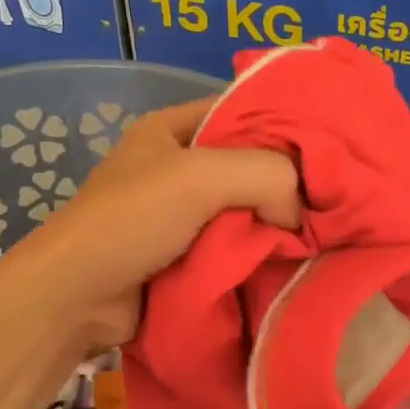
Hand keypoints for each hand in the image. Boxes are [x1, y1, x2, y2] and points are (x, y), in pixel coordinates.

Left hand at [0, 97, 300, 349]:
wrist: (76, 297)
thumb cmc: (132, 220)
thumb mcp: (201, 177)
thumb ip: (266, 176)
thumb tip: (300, 214)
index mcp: (171, 129)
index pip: (241, 111)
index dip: (285, 125)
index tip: (330, 147)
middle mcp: (176, 167)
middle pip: (246, 165)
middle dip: (285, 183)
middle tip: (333, 199)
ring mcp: (179, 215)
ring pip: (244, 211)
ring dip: (274, 225)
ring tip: (323, 234)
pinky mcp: (183, 256)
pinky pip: (232, 247)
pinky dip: (257, 254)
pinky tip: (291, 261)